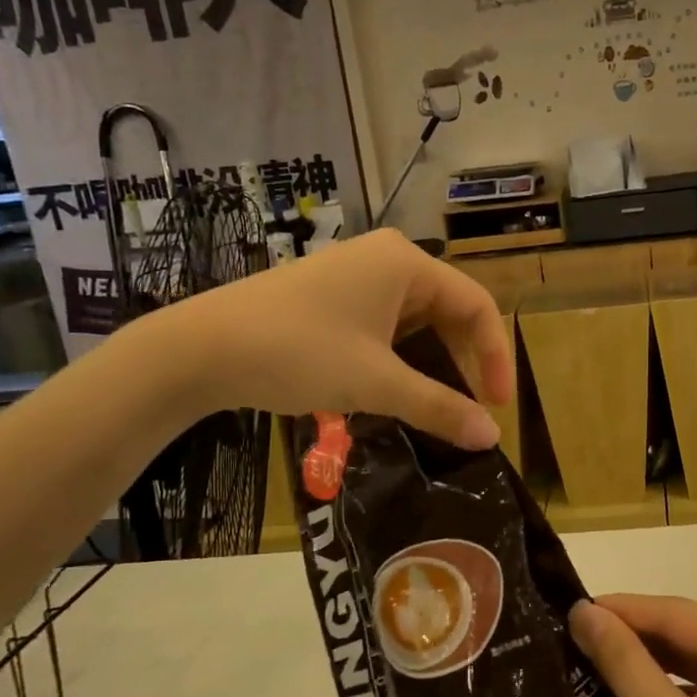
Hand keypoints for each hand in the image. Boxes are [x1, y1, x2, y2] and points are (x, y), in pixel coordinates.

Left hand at [149, 229, 513, 448]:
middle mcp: (387, 258)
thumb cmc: (298, 353)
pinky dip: (401, 357)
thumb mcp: (376, 383)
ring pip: (417, 320)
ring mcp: (356, 274)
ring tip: (438, 406)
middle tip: (470, 411)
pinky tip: (397, 389)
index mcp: (407, 263)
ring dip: (432, 363)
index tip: (497, 408)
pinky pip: (386, 324)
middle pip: (448, 311)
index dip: (494, 357)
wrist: (199, 348)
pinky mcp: (332, 295)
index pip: (476, 306)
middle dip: (463, 362)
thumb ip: (439, 407)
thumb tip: (491, 438)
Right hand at [568, 594, 696, 696]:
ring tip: (593, 658)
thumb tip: (584, 610)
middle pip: (692, 634)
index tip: (571, 610)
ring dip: (651, 662)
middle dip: (635, 636)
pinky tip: (633, 693)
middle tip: (575, 636)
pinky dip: (673, 688)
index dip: (623, 609)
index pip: (680, 614)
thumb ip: (624, 662)